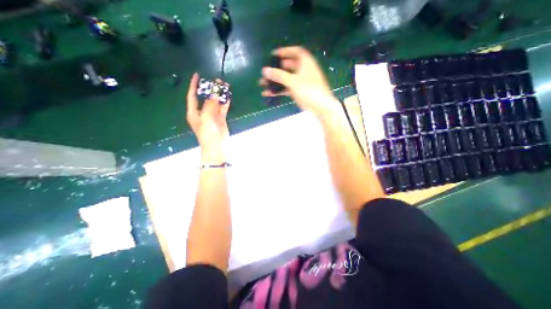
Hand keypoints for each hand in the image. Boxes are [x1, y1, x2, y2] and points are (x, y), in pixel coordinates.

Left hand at [187, 73, 230, 160]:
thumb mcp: (206, 118)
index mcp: (194, 112)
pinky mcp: (220, 119)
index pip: (192, 96)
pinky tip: (228, 96)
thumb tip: (215, 94)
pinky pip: (223, 108)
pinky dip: (225, 103)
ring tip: (225, 86)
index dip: (193, 86)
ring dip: (219, 95)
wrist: (217, 146)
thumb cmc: (207, 133)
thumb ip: (210, 105)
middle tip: (217, 81)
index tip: (197, 76)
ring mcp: (212, 116)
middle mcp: (203, 112)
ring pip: (216, 102)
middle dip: (210, 89)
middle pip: (206, 98)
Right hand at [260, 46, 340, 115]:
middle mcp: (304, 70)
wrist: (321, 107)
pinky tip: (268, 93)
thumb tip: (264, 70)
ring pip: (286, 79)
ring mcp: (301, 82)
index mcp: (306, 62)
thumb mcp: (293, 81)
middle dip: (276, 69)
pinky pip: (287, 88)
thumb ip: (278, 75)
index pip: (295, 51)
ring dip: (275, 81)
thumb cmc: (309, 90)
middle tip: (266, 71)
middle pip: (288, 66)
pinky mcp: (299, 92)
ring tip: (262, 84)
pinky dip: (279, 90)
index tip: (273, 55)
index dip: (284, 51)